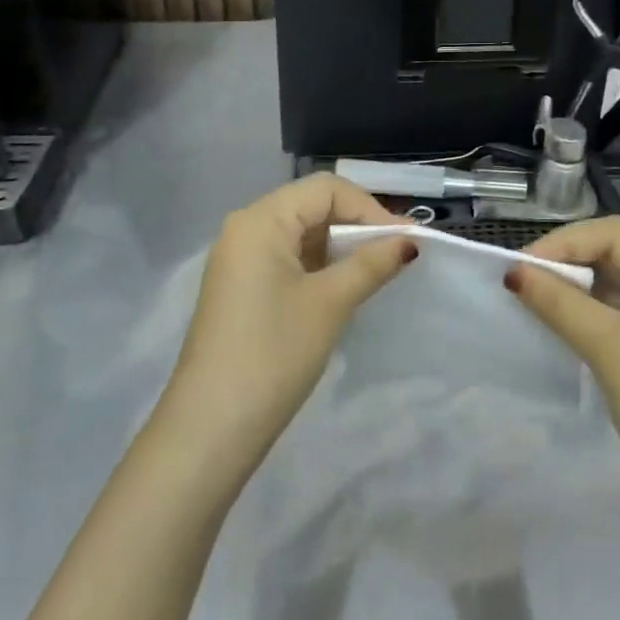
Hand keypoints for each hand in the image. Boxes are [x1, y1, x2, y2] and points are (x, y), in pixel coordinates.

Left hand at [157, 174, 411, 474]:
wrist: (210, 429)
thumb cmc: (273, 354)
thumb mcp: (330, 304)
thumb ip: (371, 264)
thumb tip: (409, 242)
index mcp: (260, 220)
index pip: (326, 190)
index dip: (369, 208)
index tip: (407, 239)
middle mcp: (245, 228)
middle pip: (311, 206)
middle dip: (356, 225)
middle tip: (397, 253)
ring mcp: (238, 259)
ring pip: (300, 233)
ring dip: (339, 246)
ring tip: (377, 270)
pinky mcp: (239, 287)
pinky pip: (286, 258)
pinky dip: (318, 265)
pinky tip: (343, 286)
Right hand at [506, 217, 619, 518]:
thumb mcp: (608, 348)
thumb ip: (559, 302)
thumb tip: (512, 272)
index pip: (617, 234)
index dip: (565, 242)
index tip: (520, 265)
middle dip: (571, 262)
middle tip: (524, 280)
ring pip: (619, 283)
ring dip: (579, 287)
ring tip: (536, 298)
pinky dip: (592, 312)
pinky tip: (563, 321)